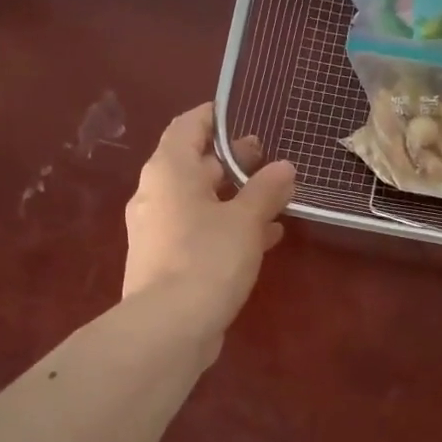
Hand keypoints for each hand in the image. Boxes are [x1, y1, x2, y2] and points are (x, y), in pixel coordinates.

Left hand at [123, 104, 296, 347]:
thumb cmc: (207, 257)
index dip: (213, 117)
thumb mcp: (246, 219)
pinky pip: (200, 230)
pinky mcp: (166, 261)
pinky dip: (228, 226)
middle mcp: (157, 195)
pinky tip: (265, 237)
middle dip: (233, 161)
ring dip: (236, 197)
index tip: (241, 114)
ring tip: (276, 198)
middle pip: (195, 165)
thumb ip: (266, 189)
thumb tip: (284, 167)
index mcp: (169, 171)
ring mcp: (158, 230)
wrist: (168, 327)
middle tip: (268, 159)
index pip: (188, 127)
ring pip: (201, 201)